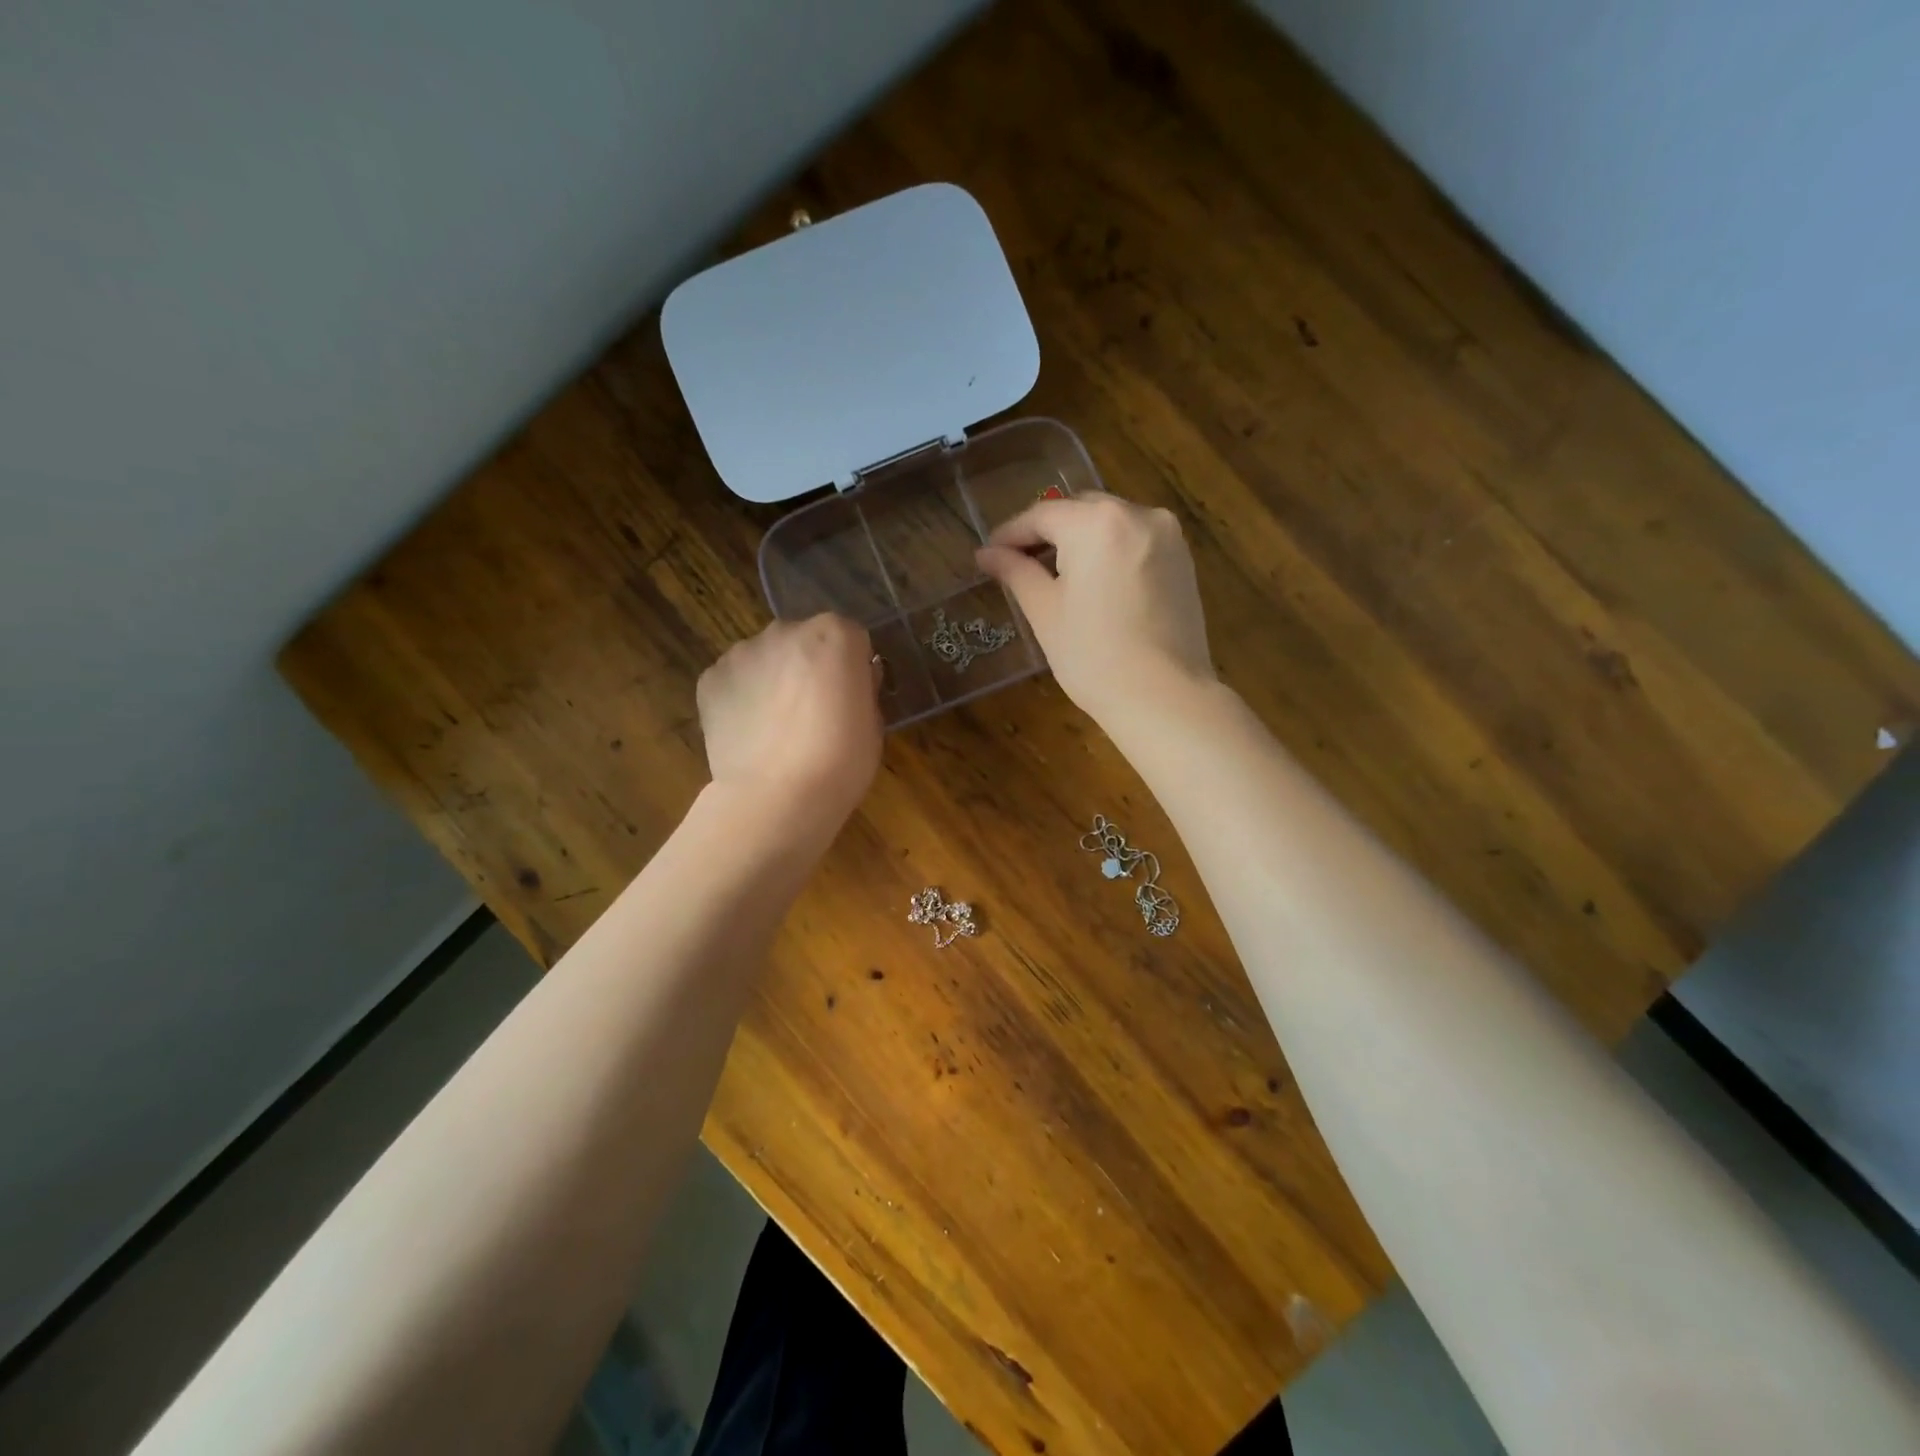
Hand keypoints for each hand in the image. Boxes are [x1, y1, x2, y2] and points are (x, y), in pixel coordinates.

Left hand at [696, 614, 882, 828]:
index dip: (850, 666)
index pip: (849, 637)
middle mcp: (786, 630)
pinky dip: (741, 698)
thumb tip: (852, 679)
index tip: (849, 696)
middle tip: (812, 711)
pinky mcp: (710, 679)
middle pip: (802, 640)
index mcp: (835, 635)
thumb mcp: (873, 723)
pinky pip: (733, 681)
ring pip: (764, 658)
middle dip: (807, 666)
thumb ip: (861, 688)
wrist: (778, 798)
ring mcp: (742, 652)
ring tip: (775, 727)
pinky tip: (749, 733)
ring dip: (771, 679)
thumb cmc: (841, 762)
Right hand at [977, 492, 1214, 723]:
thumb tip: (987, 553)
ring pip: (1111, 523)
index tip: (989, 553)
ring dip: (1081, 540)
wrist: (1163, 696)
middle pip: (1080, 510)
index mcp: (1097, 522)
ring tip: (1056, 575)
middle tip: (1019, 563)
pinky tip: (1095, 582)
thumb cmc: (1093, 655)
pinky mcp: (1184, 560)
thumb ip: (1016, 572)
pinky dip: (1110, 551)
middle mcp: (1137, 514)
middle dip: (1048, 532)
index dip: (1011, 533)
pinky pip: (1136, 541)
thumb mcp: (1045, 611)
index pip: (1042, 515)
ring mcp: (1167, 536)